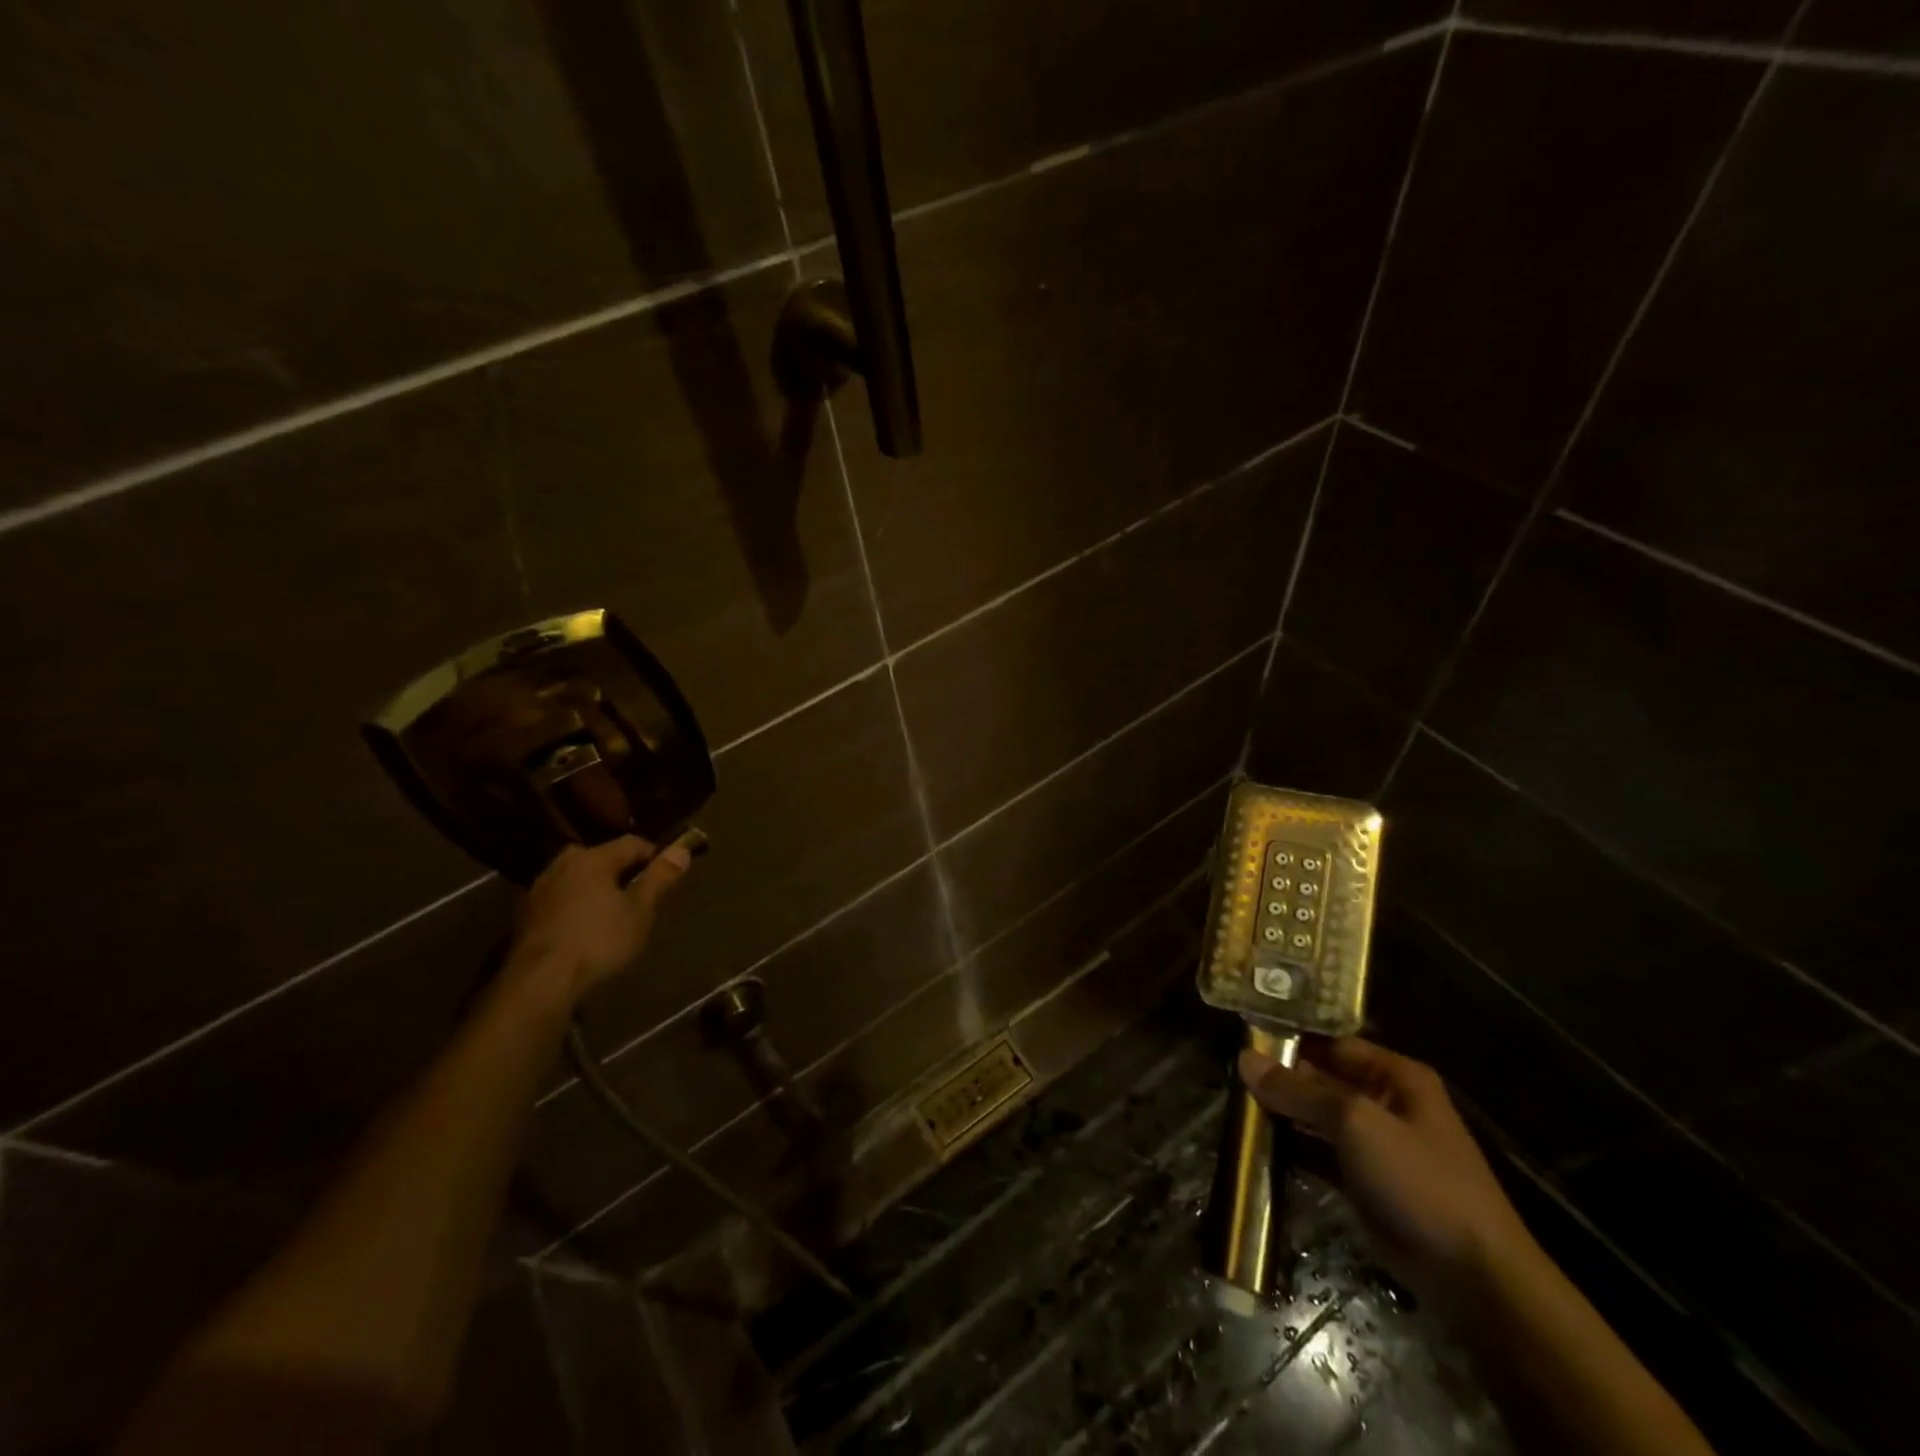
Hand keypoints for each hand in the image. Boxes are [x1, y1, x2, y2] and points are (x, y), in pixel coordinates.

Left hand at [508, 835, 693, 1000]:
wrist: (540, 982)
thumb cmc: (599, 941)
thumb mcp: (640, 910)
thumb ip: (660, 877)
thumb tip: (682, 848)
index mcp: (592, 858)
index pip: (633, 842)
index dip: (655, 856)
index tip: (666, 877)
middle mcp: (562, 864)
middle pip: (602, 858)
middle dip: (622, 872)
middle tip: (639, 896)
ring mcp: (539, 889)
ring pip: (579, 878)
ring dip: (597, 889)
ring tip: (612, 914)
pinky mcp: (525, 915)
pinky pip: (562, 899)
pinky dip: (577, 906)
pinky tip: (585, 929)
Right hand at [1239, 1038, 1537, 1315]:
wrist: (1474, 1278)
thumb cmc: (1420, 1181)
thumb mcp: (1355, 1123)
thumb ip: (1298, 1090)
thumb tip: (1244, 1058)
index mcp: (1395, 1076)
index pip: (1331, 1042)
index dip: (1290, 1037)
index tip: (1241, 1036)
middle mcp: (1384, 1101)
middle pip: (1321, 1077)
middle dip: (1279, 1077)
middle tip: (1228, 1071)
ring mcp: (1374, 1144)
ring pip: (1316, 1116)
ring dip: (1281, 1112)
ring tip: (1232, 1102)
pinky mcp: (1363, 1181)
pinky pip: (1318, 1153)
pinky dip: (1291, 1147)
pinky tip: (1255, 1142)